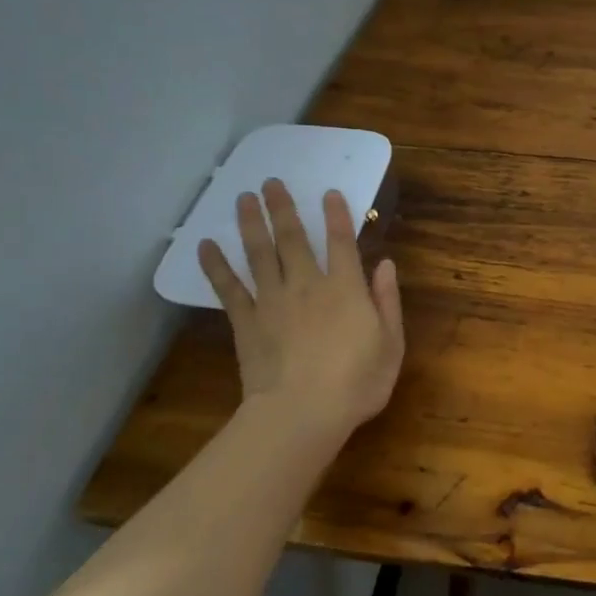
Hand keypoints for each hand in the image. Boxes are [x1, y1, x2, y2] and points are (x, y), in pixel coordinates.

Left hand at [198, 179, 403, 444]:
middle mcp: (307, 285)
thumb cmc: (357, 383)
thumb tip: (385, 264)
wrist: (302, 413)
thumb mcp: (391, 344)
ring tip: (242, 198)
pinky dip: (216, 266)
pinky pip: (228, 289)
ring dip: (250, 224)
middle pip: (292, 239)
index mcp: (346, 289)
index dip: (336, 215)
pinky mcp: (246, 322)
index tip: (328, 192)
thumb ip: (388, 301)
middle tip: (271, 182)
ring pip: (259, 254)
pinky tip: (205, 246)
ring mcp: (273, 302)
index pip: (341, 242)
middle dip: (283, 208)